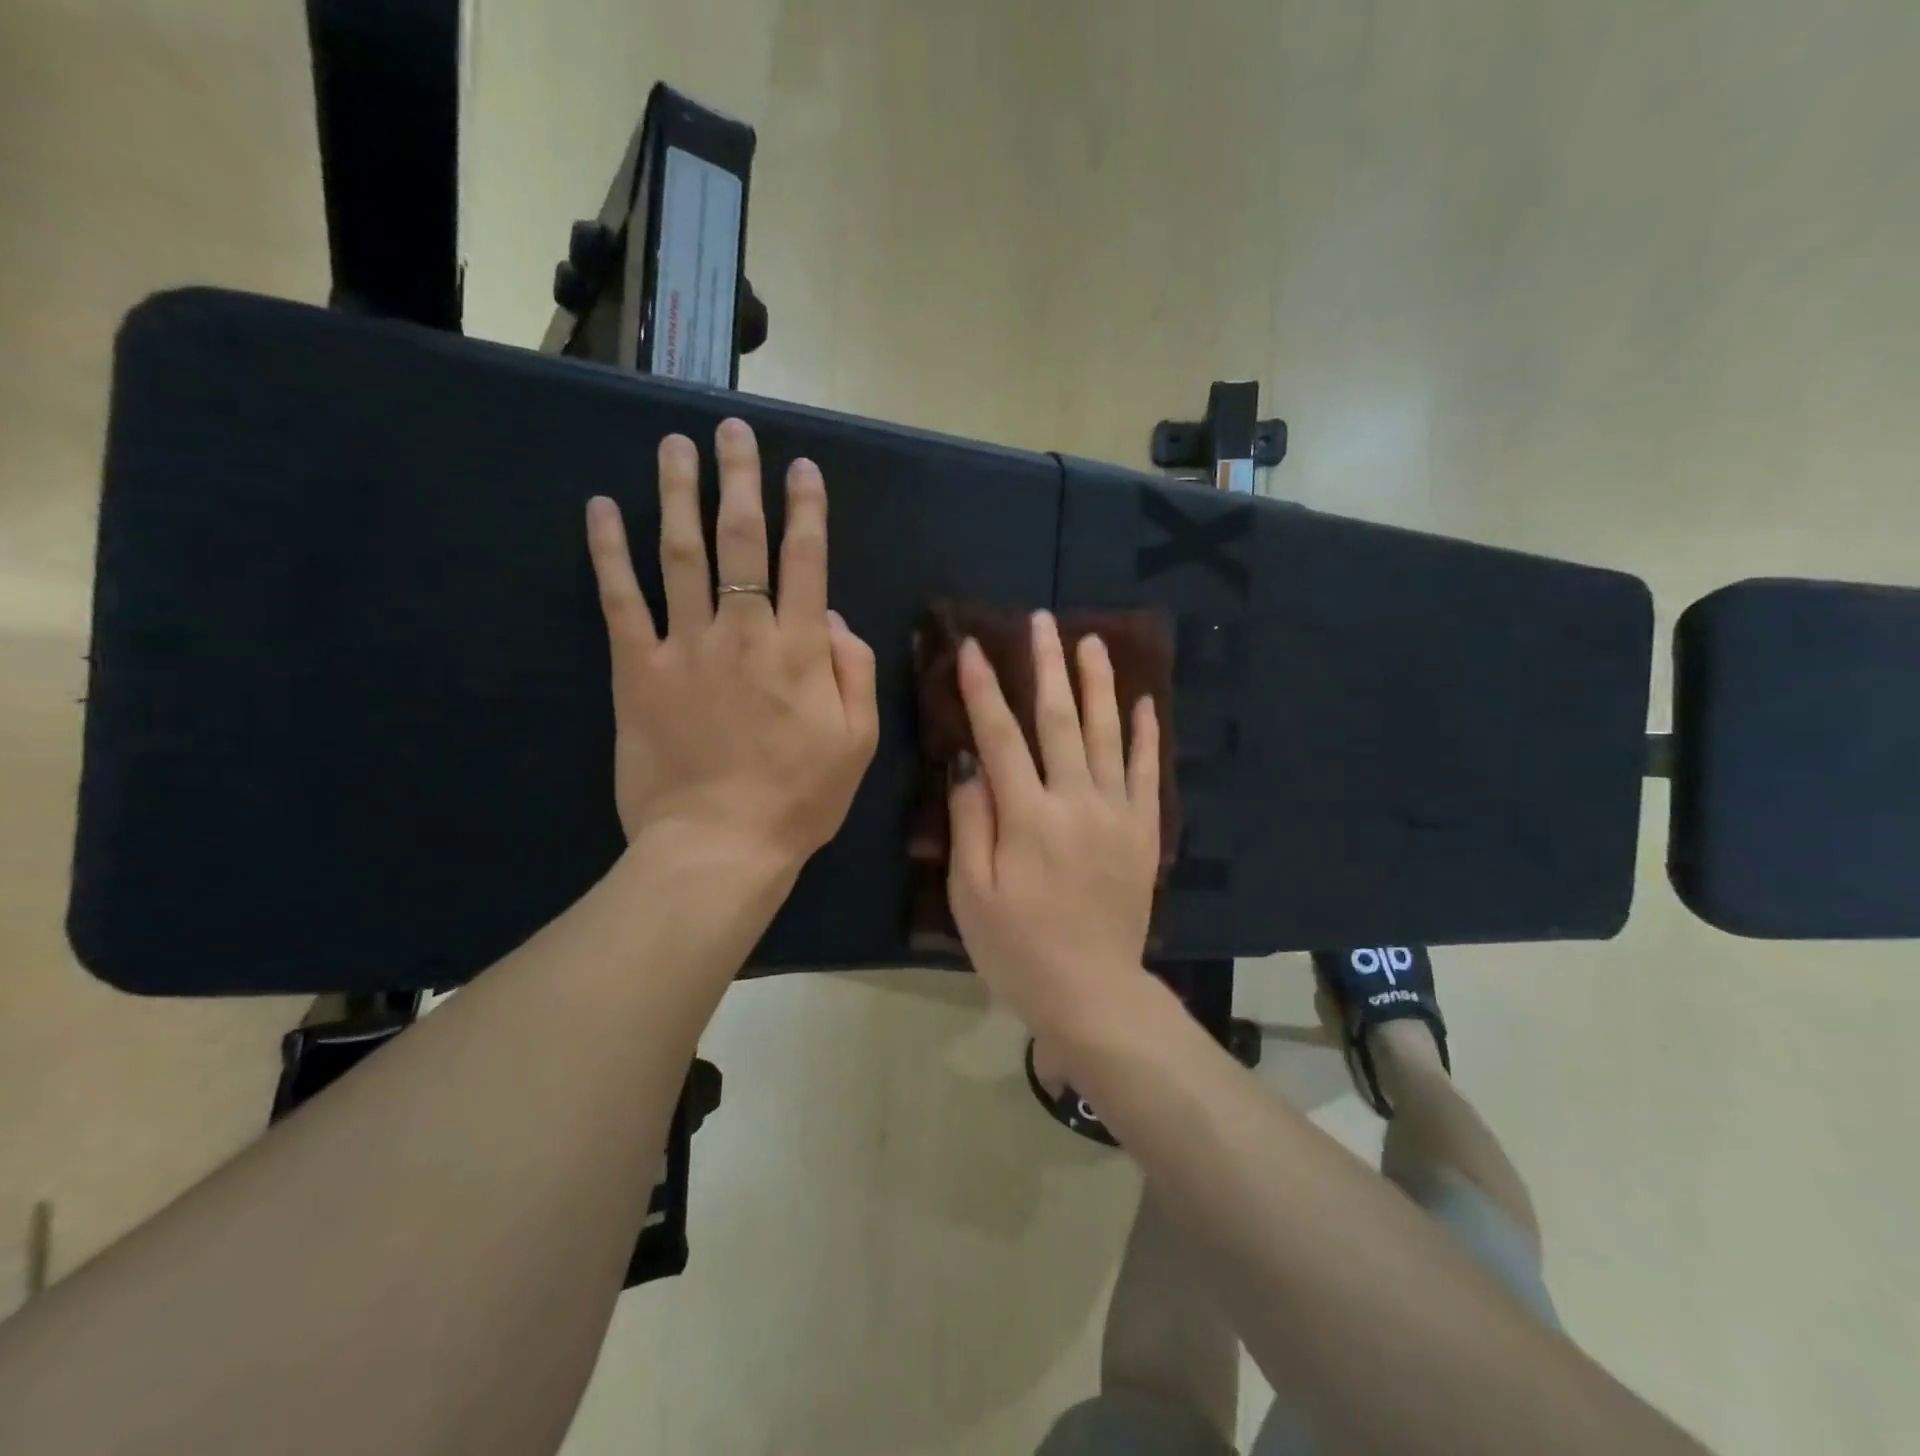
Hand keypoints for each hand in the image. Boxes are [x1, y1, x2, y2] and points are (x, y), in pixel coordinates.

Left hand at [586, 418, 878, 871]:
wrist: (720, 847)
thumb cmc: (799, 799)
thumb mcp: (857, 742)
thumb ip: (854, 672)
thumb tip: (832, 619)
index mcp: (800, 650)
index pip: (806, 561)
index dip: (806, 509)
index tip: (801, 468)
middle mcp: (743, 632)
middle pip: (741, 540)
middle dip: (740, 480)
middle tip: (732, 431)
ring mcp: (686, 647)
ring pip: (680, 553)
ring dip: (677, 494)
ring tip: (674, 446)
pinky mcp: (638, 671)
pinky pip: (620, 600)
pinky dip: (608, 552)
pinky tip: (600, 510)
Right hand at [947, 611, 1161, 1039]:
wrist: (1092, 992)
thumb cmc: (1018, 948)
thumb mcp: (971, 894)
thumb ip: (972, 822)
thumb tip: (970, 764)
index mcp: (1027, 816)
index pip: (1000, 736)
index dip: (983, 689)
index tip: (972, 647)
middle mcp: (1076, 801)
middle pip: (1060, 720)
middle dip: (1047, 666)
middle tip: (1043, 620)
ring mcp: (1117, 813)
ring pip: (1109, 734)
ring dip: (1099, 684)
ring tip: (1092, 642)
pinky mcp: (1143, 831)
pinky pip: (1149, 772)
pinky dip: (1147, 734)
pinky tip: (1145, 702)